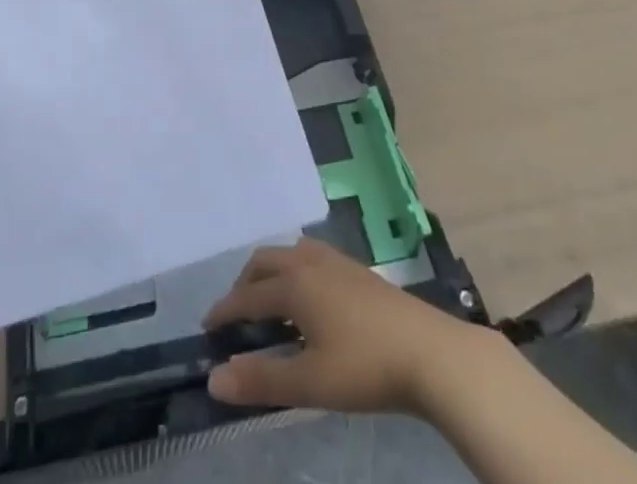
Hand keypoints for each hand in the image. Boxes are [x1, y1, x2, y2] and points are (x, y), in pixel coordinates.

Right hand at [203, 238, 489, 417]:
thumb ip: (261, 380)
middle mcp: (310, 262)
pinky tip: (308, 299)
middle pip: (265, 261)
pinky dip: (294, 271)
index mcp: (294, 284)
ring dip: (271, 273)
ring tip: (269, 304)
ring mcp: (336, 261)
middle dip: (244, 284)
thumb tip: (214, 379)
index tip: (207, 327)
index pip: (248, 295)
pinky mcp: (357, 270)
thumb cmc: (365, 367)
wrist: (429, 352)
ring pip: (290, 254)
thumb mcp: (310, 383)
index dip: (226, 311)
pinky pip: (311, 257)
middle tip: (235, 315)